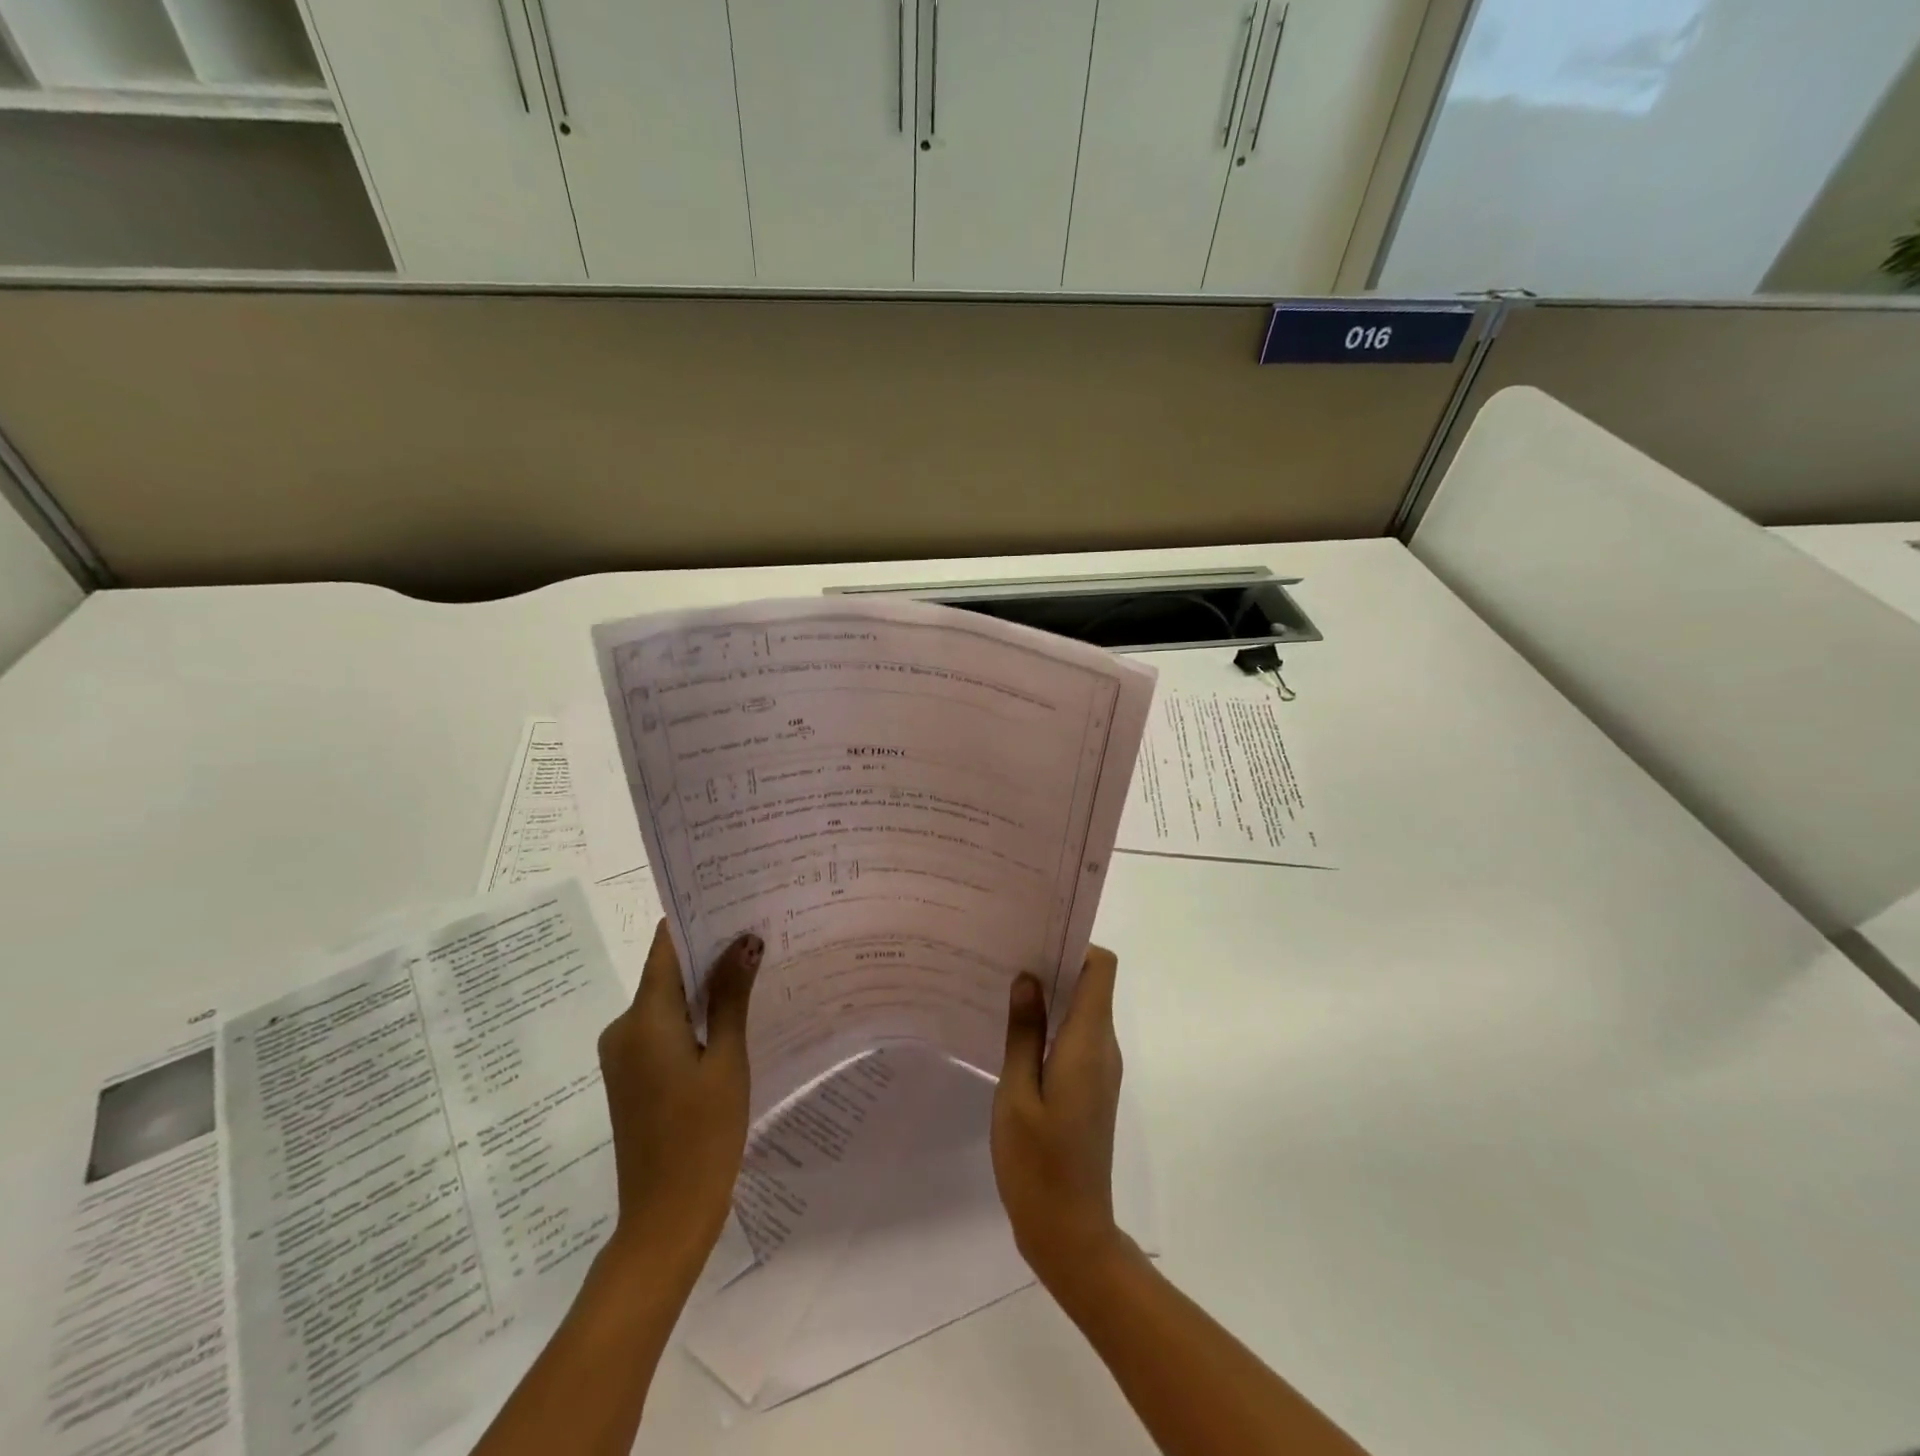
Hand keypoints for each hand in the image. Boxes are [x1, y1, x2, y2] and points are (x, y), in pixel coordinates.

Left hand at [596, 921, 761, 1267]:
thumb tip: (744, 941)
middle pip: (666, 971)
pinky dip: (694, 1016)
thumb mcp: (727, 1060)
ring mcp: (625, 1055)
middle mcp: (624, 1028)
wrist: (665, 1219)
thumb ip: (732, 997)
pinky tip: (732, 1015)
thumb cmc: (702, 1135)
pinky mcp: (633, 1076)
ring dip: (704, 985)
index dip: (696, 919)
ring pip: (667, 1001)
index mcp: (644, 1019)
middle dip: (709, 950)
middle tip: (758, 930)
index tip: (734, 898)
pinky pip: (664, 1028)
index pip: (665, 947)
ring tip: (754, 966)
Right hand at [991, 947, 1125, 1285]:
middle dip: (1054, 961)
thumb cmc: (1038, 1164)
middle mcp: (1103, 1047)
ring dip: (1049, 993)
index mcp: (1089, 1042)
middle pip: (1091, 983)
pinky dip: (1050, 1022)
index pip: (1101, 968)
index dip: (1074, 943)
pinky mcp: (1090, 1086)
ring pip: (1082, 1009)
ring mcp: (1099, 1068)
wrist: (1070, 1235)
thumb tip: (1028, 978)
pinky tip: (1011, 1029)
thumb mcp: (1018, 1094)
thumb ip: (1023, 1032)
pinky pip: (1075, 1036)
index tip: (1034, 934)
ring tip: (1001, 984)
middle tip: (1005, 952)